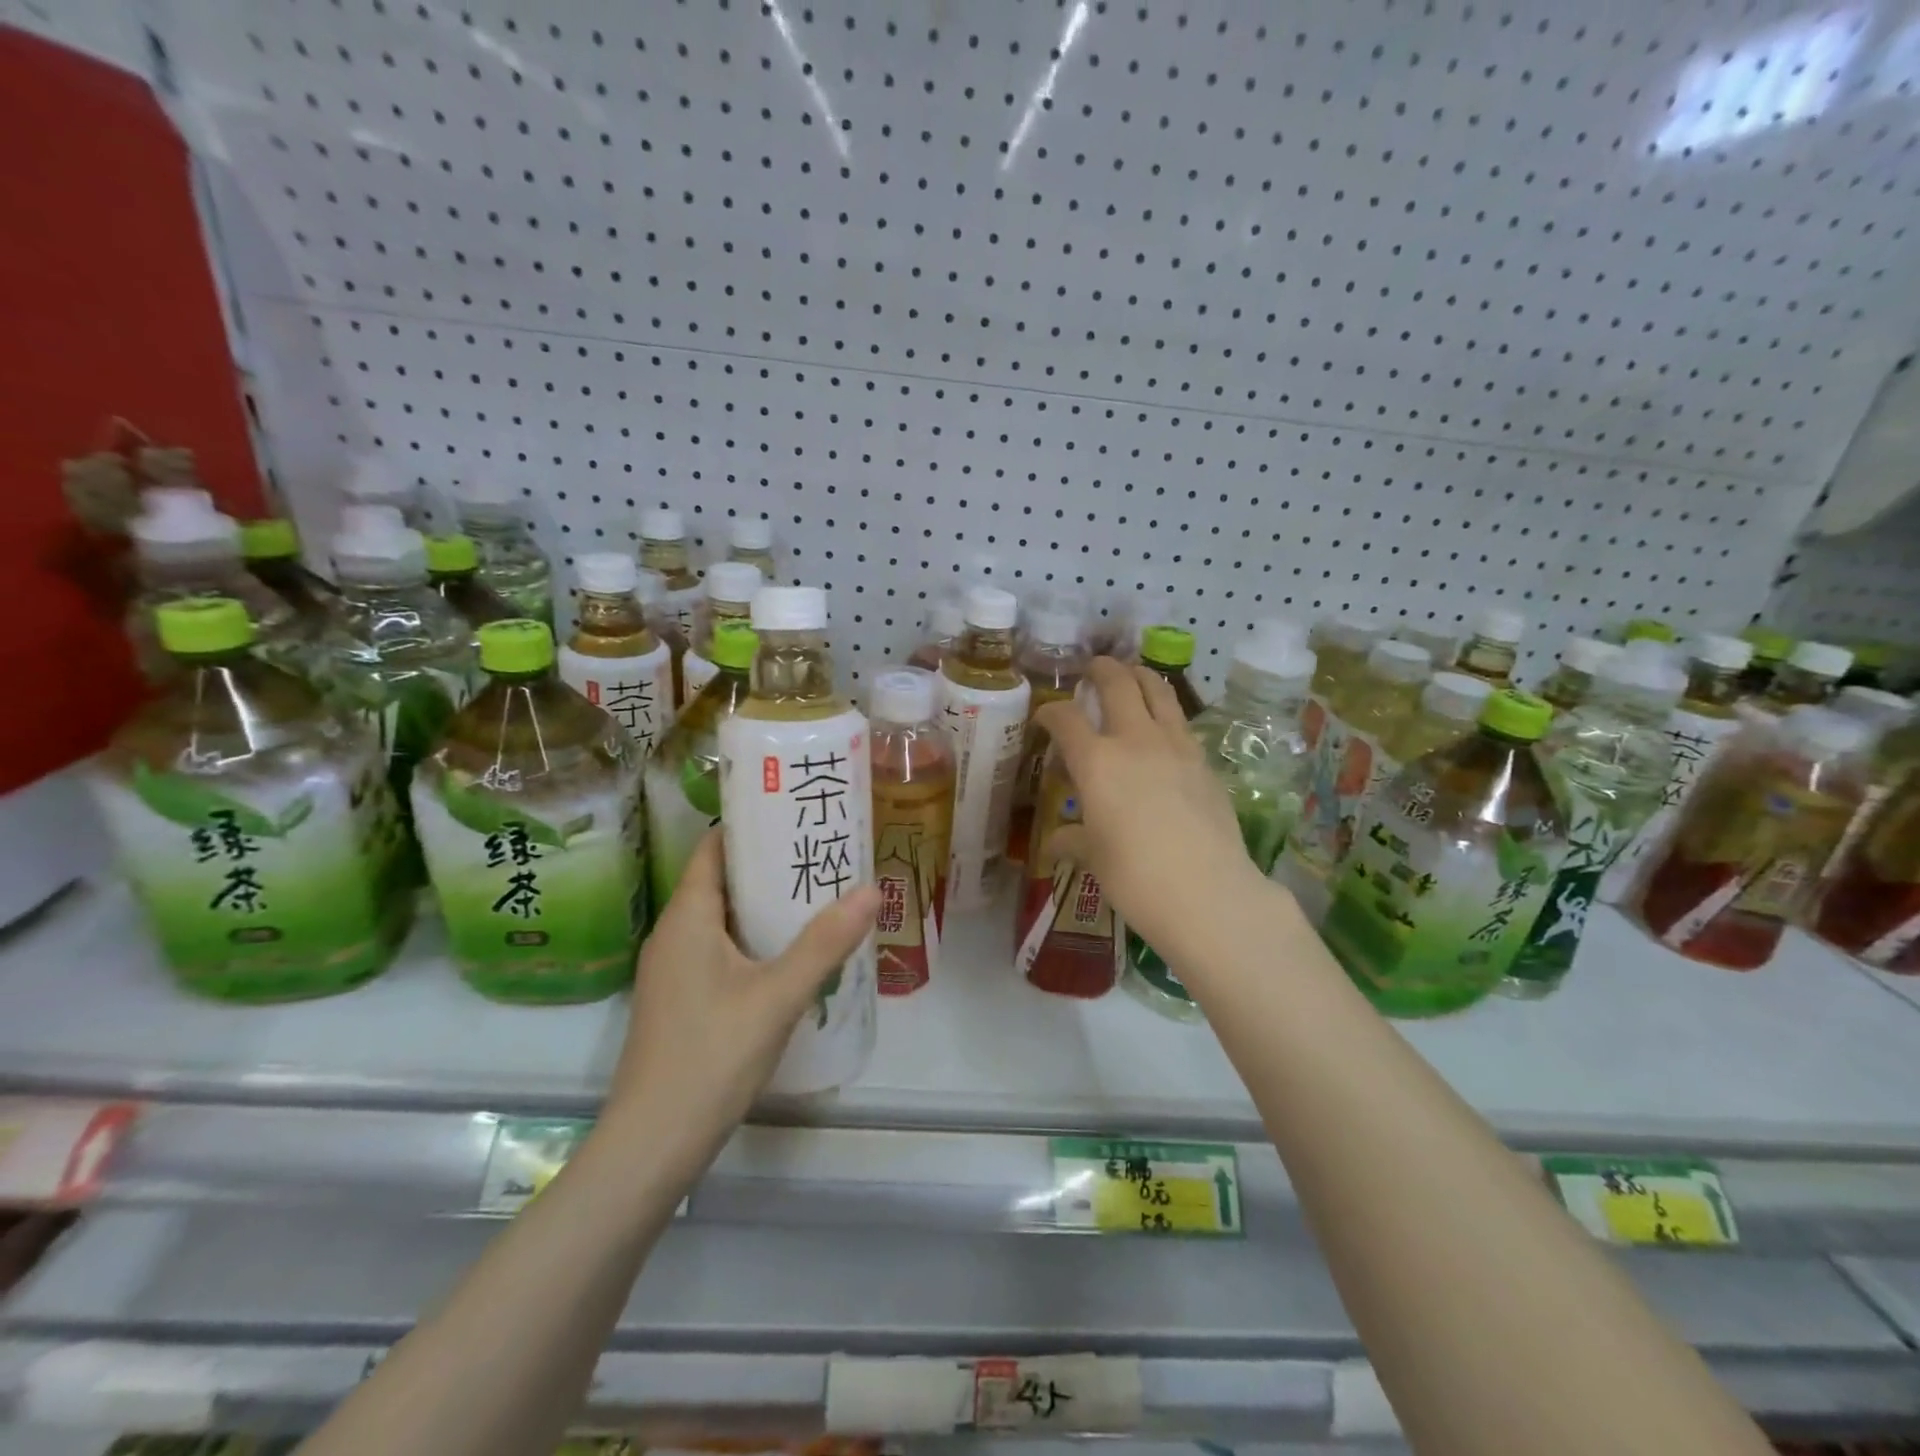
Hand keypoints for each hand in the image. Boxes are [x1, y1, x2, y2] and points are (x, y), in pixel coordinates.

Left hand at [609, 830, 880, 1146]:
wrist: (652, 1144)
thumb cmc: (711, 1055)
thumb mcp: (778, 995)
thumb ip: (825, 942)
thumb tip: (872, 889)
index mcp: (687, 917)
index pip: (714, 848)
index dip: (752, 826)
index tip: (797, 814)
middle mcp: (674, 934)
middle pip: (722, 881)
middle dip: (770, 865)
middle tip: (822, 855)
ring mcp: (673, 970)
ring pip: (722, 919)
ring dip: (764, 905)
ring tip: (817, 896)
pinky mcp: (681, 1000)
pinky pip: (719, 950)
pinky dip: (754, 939)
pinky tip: (791, 955)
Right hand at [1035, 658, 1268, 958]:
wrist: (1207, 892)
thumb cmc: (1135, 876)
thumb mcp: (1095, 858)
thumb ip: (1073, 840)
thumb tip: (1056, 843)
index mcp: (1097, 762)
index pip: (1066, 719)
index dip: (1050, 712)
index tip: (1045, 717)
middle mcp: (1135, 741)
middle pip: (1117, 684)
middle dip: (1100, 670)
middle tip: (1092, 669)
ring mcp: (1176, 746)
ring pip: (1158, 690)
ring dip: (1140, 675)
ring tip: (1131, 674)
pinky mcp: (1204, 761)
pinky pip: (1180, 721)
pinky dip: (1165, 711)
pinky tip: (1162, 726)